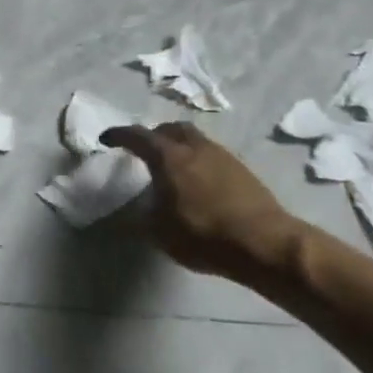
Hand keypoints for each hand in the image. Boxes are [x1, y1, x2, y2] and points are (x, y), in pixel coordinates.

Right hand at [102, 122, 301, 281]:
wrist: (266, 244)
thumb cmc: (204, 235)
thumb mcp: (158, 232)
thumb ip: (138, 217)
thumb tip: (124, 212)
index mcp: (168, 157)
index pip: (137, 136)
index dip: (118, 135)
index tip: (106, 139)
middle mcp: (194, 148)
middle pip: (171, 129)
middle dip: (154, 135)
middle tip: (144, 149)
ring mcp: (222, 156)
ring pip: (194, 139)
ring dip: (179, 146)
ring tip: (172, 166)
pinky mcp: (242, 170)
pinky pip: (212, 154)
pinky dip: (198, 159)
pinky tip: (197, 181)